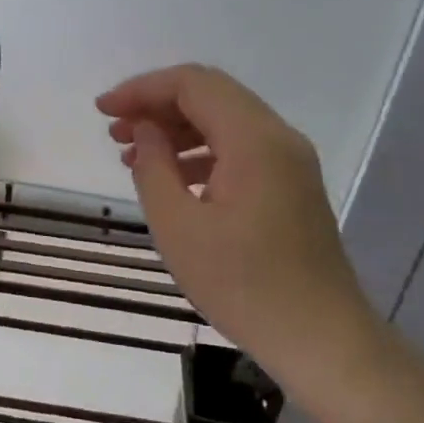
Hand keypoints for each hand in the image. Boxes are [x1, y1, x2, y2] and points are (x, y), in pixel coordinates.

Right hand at [97, 64, 376, 376]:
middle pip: (211, 96)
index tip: (103, 111)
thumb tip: (145, 130)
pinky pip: (241, 149)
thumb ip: (154, 168)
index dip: (143, 89)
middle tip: (114, 132)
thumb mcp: (179, 228)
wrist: (320, 338)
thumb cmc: (243, 286)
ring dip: (177, 129)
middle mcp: (278, 138)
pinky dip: (201, 152)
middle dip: (157, 105)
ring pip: (226, 122)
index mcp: (254, 140)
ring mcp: (290, 162)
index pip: (193, 84)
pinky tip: (172, 179)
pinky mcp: (291, 186)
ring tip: (132, 154)